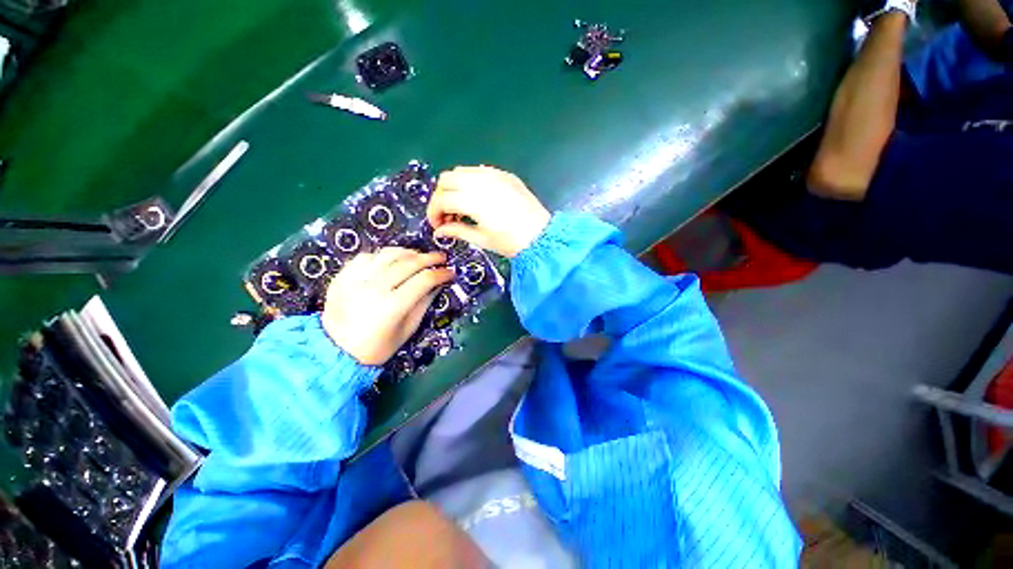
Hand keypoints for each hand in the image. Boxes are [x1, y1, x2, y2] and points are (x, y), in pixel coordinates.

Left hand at [321, 248, 453, 365]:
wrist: (335, 351)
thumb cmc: (377, 347)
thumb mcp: (408, 330)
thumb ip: (424, 303)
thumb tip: (437, 284)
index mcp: (393, 306)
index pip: (424, 280)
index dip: (441, 273)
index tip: (450, 272)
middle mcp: (374, 288)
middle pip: (408, 263)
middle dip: (429, 257)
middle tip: (440, 257)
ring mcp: (356, 279)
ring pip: (388, 254)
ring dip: (408, 252)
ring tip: (418, 256)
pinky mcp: (343, 276)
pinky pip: (367, 256)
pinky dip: (383, 255)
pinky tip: (391, 261)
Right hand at [427, 166, 550, 257]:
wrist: (542, 236)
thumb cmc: (511, 242)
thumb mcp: (482, 239)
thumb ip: (456, 231)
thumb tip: (439, 231)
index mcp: (473, 200)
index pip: (442, 198)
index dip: (434, 212)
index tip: (437, 225)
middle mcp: (481, 181)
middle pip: (447, 178)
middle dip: (441, 196)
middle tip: (447, 215)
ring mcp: (494, 175)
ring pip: (461, 171)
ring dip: (454, 187)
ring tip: (461, 207)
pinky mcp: (505, 175)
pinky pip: (479, 171)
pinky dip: (470, 181)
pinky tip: (477, 198)